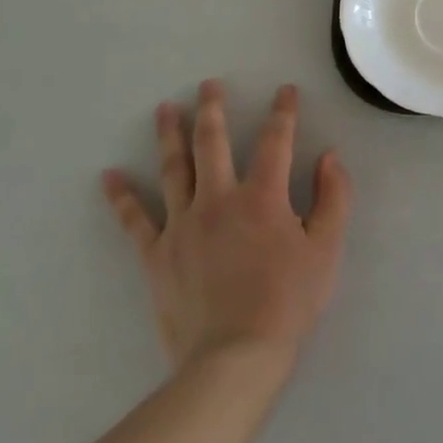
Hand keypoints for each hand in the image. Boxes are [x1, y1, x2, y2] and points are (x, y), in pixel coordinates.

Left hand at [102, 80, 351, 374]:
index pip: (275, 141)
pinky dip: (121, 198)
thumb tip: (329, 157)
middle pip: (212, 143)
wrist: (234, 357)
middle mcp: (219, 199)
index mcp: (263, 196)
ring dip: (169, 136)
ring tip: (165, 109)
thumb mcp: (327, 248)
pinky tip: (109, 176)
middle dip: (212, 109)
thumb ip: (334, 197)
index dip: (283, 112)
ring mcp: (182, 226)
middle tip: (208, 85)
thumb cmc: (288, 301)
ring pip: (173, 169)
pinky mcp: (157, 255)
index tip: (285, 91)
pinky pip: (135, 221)